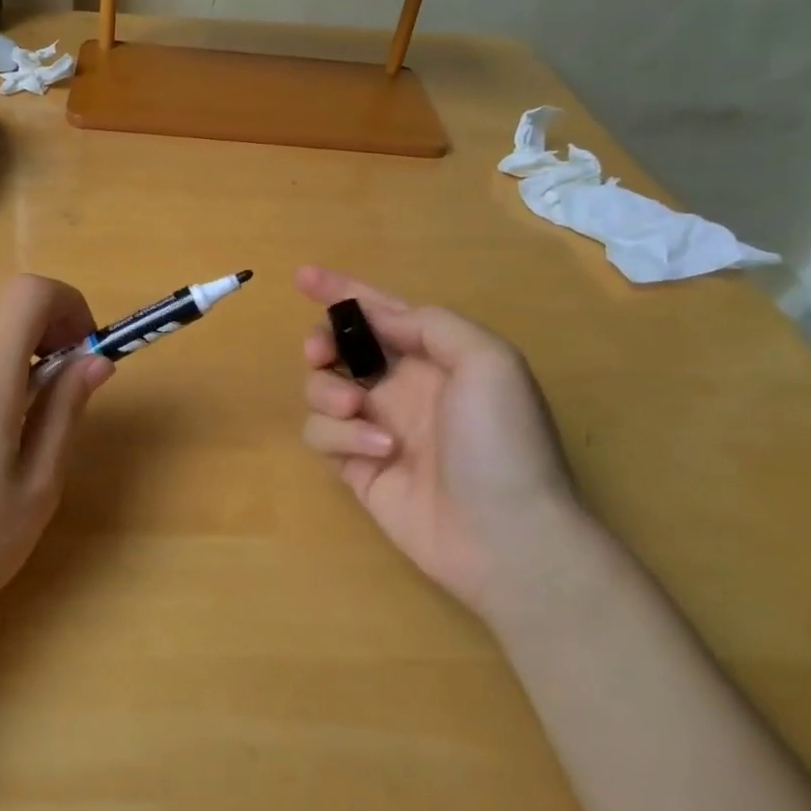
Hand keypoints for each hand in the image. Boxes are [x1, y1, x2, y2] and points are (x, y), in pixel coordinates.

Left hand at [0, 275, 113, 641]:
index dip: (68, 304)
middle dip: (48, 327)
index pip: (28, 292)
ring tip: (34, 412)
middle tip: (70, 383)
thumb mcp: (38, 484)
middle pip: (3, 308)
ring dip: (18, 350)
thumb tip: (95, 359)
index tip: (87, 350)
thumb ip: (65, 410)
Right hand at [297, 265, 577, 614]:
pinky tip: (379, 451)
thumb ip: (430, 325)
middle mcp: (399, 387)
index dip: (341, 290)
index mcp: (432, 357)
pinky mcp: (355, 467)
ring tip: (357, 408)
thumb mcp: (488, 361)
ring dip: (328, 390)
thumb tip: (377, 316)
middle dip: (321, 342)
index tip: (302, 275)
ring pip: (320, 389)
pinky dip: (341, 436)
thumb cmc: (503, 440)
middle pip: (337, 348)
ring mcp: (374, 427)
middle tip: (321, 352)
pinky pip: (321, 434)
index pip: (379, 313)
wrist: (508, 535)